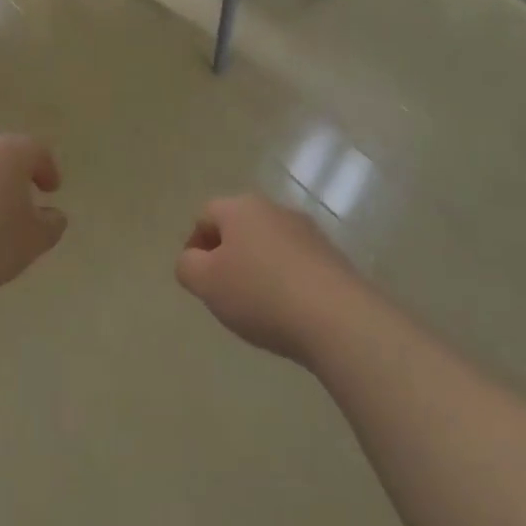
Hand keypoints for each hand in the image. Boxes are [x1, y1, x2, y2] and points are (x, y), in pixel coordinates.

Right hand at [175, 194, 361, 362]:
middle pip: (239, 227)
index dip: (195, 245)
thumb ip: (187, 266)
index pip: (205, 215)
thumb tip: (192, 260)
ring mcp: (308, 231)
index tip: (198, 279)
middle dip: (227, 255)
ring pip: (269, 245)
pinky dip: (286, 281)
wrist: (338, 318)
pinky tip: (288, 311)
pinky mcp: (332, 257)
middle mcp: (274, 209)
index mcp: (240, 207)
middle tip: (223, 292)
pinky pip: (296, 263)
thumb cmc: (261, 294)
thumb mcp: (206, 283)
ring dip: (258, 267)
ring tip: (257, 306)